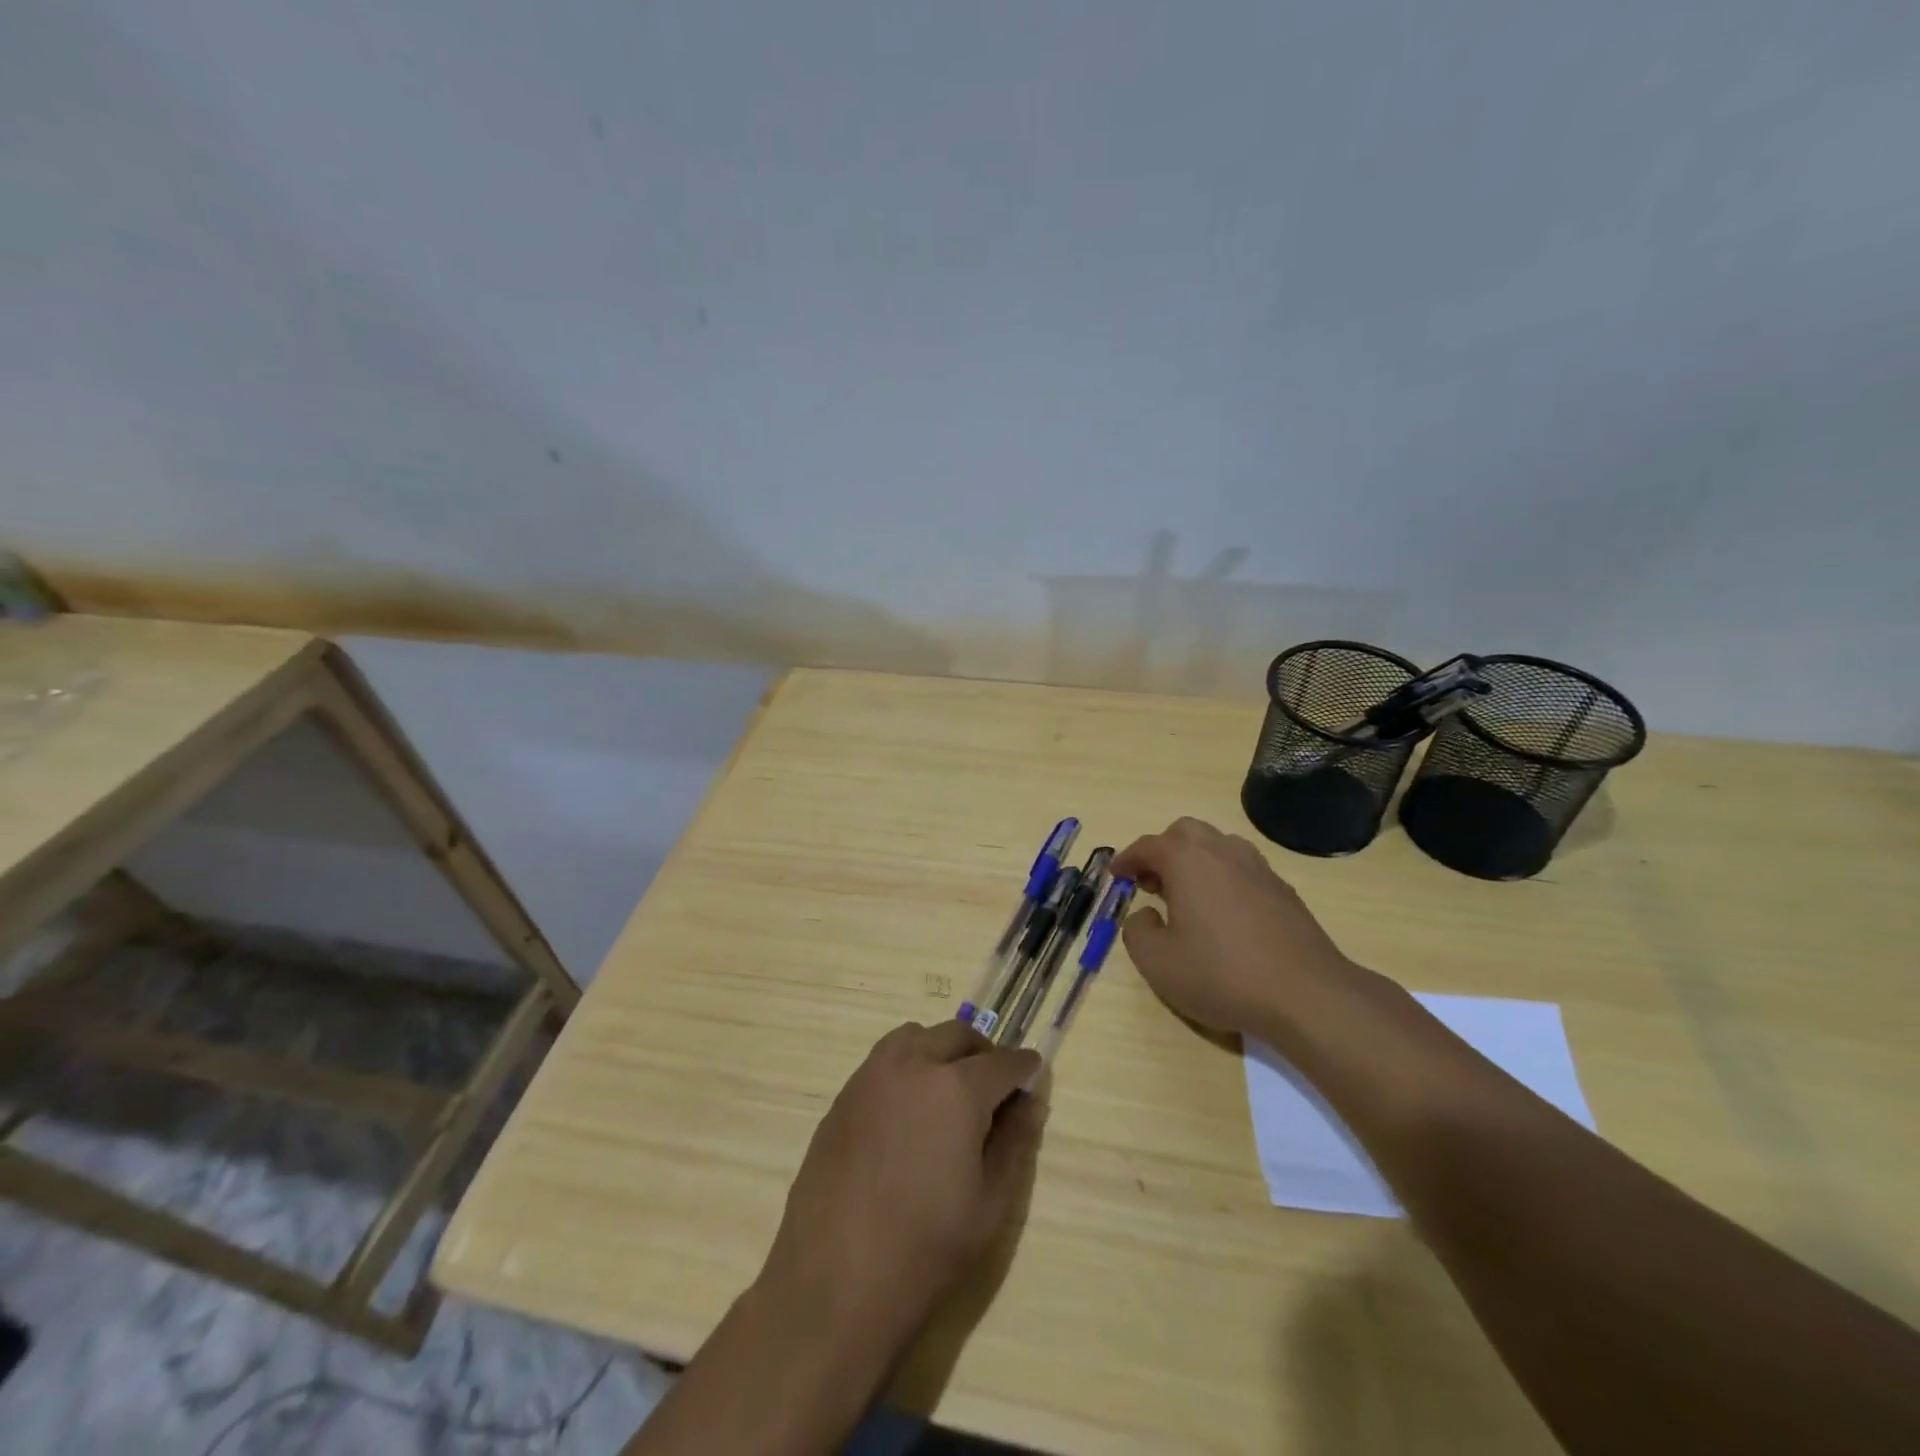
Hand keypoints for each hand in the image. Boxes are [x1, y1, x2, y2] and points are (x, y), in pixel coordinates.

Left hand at [761, 1021, 1042, 1349]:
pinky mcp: (843, 1096)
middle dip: (982, 1052)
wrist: (834, 1283)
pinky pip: (883, 1061)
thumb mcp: (990, 1203)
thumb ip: (1014, 1142)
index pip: (1001, 1062)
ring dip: (940, 1050)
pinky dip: (907, 1067)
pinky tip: (908, 1113)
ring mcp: (871, 1076)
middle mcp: (912, 1065)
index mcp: (955, 1089)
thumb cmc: (925, 1250)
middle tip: (994, 1085)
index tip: (1033, 1073)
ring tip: (949, 1090)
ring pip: (915, 1037)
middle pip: (956, 1036)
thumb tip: (1030, 1101)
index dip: (1023, 1067)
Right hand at [1112, 817, 1370, 1036]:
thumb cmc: (1221, 974)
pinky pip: (1243, 868)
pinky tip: (1223, 913)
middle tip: (1152, 882)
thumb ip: (1137, 931)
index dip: (1126, 859)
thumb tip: (1145, 915)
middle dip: (1163, 850)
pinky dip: (1223, 877)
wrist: (1306, 995)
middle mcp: (1222, 852)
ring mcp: (1258, 868)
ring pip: (1218, 845)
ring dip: (1195, 860)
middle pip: (1185, 832)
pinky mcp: (1283, 890)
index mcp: (1187, 860)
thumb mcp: (1157, 963)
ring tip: (1187, 895)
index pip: (1147, 846)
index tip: (1116, 874)